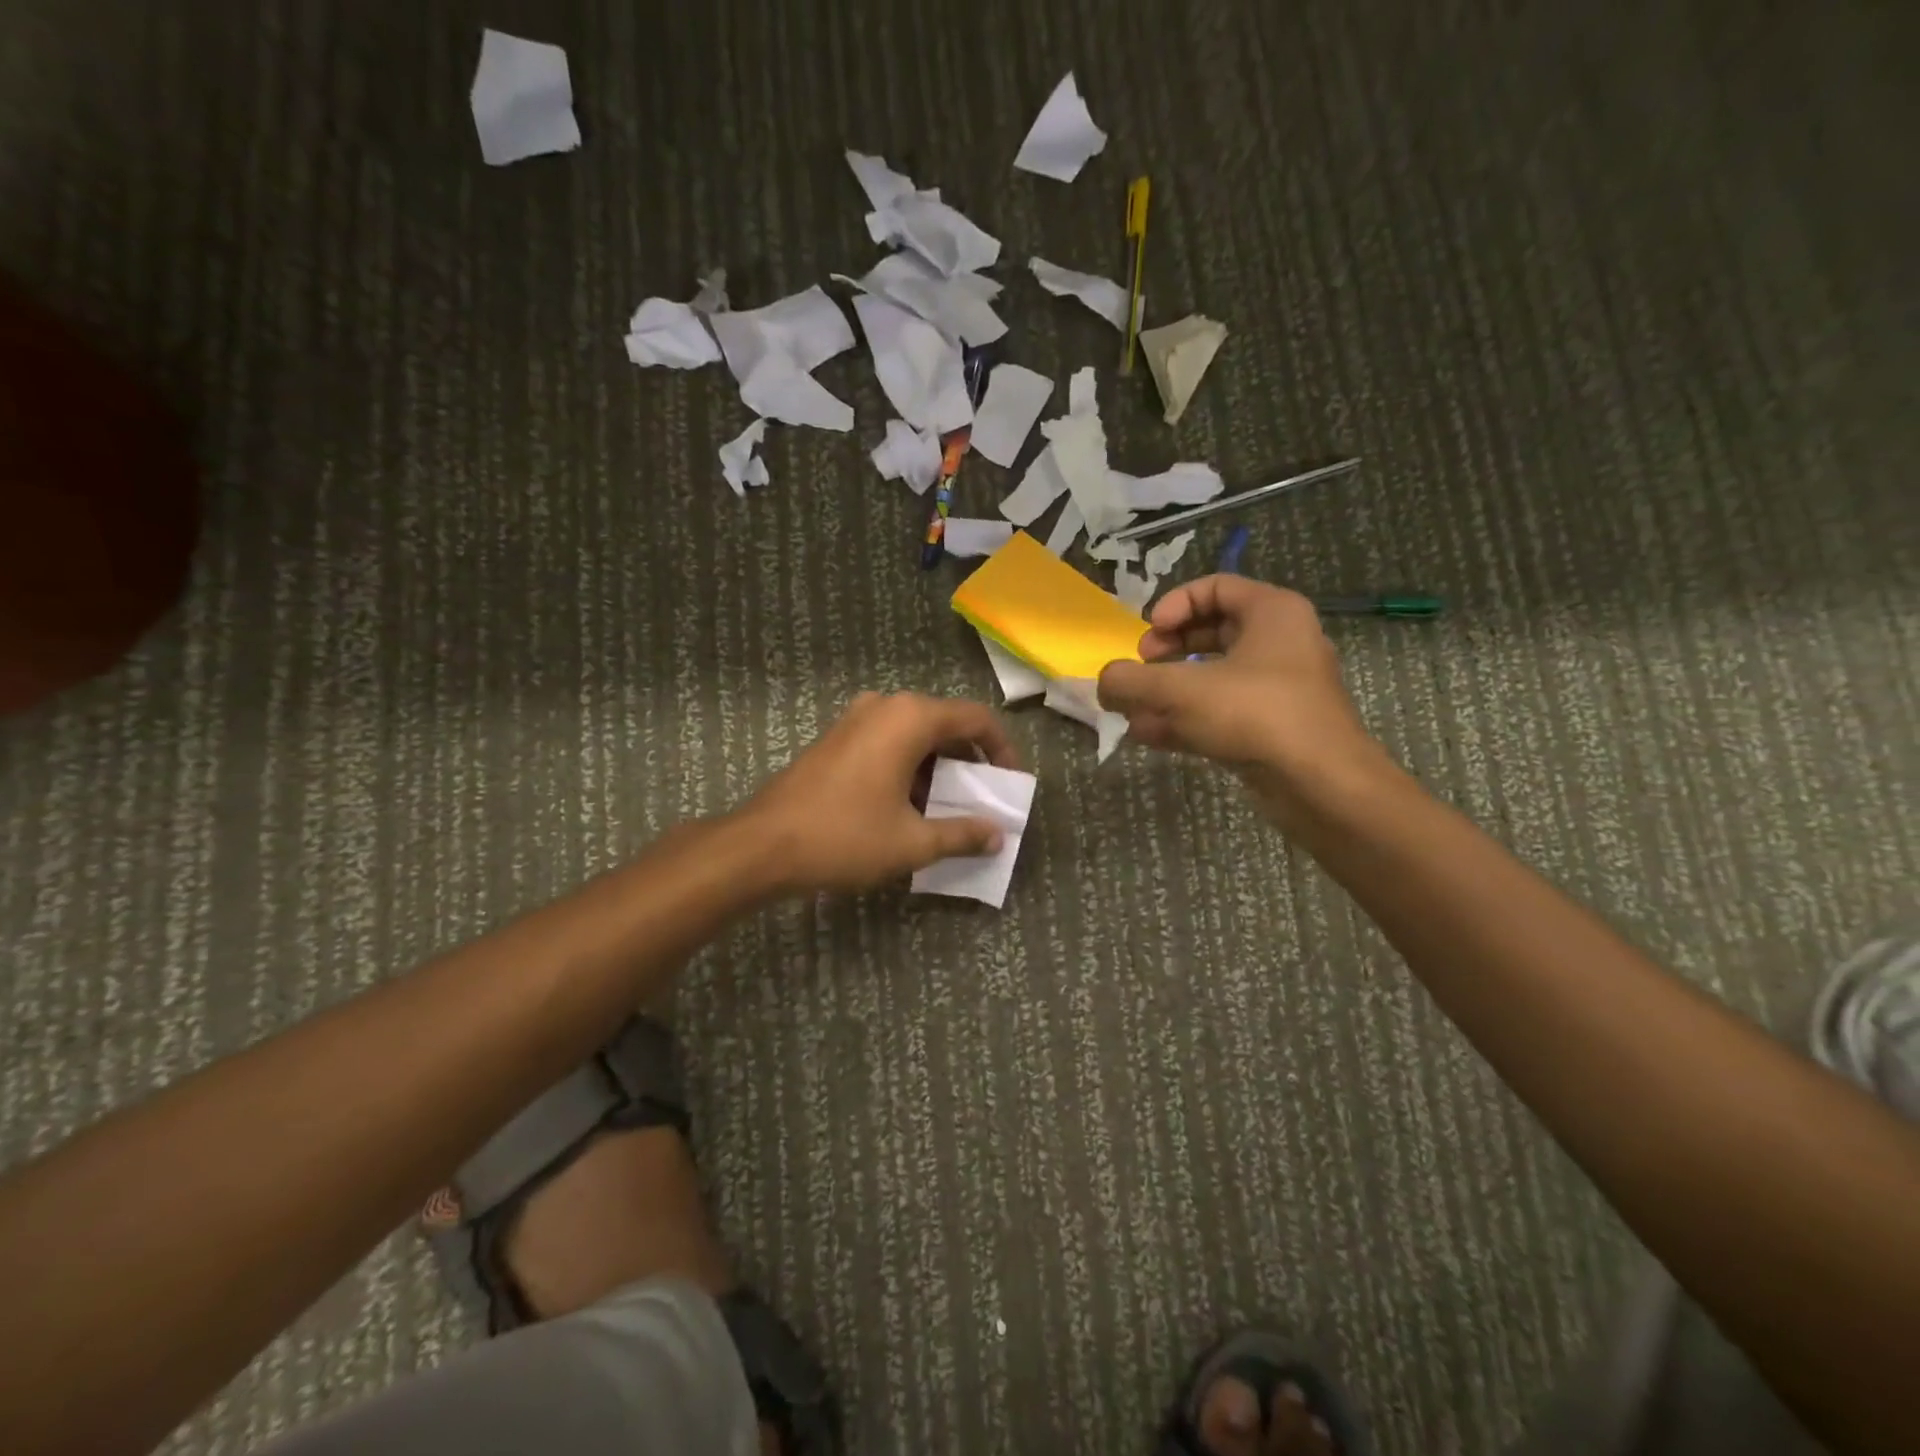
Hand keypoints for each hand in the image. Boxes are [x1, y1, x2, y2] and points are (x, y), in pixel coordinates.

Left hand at [741, 692, 1022, 894]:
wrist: (762, 846)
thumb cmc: (844, 836)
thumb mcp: (913, 841)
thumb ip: (962, 834)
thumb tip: (996, 836)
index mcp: (910, 717)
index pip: (976, 719)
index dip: (1003, 750)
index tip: (1010, 784)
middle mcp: (885, 706)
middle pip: (945, 724)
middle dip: (970, 762)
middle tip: (983, 800)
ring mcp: (856, 719)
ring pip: (915, 736)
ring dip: (938, 769)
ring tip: (949, 810)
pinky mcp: (836, 738)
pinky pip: (888, 743)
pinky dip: (909, 768)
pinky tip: (910, 807)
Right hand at [1096, 576, 1381, 819]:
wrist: (1321, 784)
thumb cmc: (1255, 714)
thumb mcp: (1181, 690)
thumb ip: (1131, 681)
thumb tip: (1103, 682)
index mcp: (1272, 612)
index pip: (1214, 588)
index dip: (1173, 605)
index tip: (1147, 634)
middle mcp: (1279, 643)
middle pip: (1211, 632)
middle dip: (1166, 651)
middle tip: (1141, 669)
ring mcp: (1277, 688)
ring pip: (1212, 677)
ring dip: (1168, 691)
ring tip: (1133, 711)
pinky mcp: (1271, 728)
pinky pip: (1221, 711)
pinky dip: (1186, 718)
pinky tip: (1150, 735)